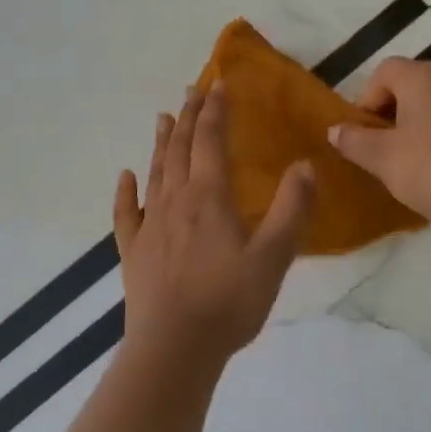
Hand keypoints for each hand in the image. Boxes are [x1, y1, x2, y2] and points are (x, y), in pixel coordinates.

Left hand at [113, 84, 315, 366]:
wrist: (174, 347)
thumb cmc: (229, 301)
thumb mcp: (273, 256)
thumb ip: (291, 209)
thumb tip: (305, 165)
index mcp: (209, 197)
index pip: (210, 140)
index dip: (214, 110)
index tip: (218, 83)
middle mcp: (175, 201)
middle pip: (179, 148)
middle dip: (187, 117)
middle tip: (191, 90)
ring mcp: (150, 226)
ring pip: (155, 173)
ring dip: (160, 143)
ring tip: (162, 117)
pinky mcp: (133, 251)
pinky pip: (126, 213)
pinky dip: (125, 191)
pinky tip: (125, 177)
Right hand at [328, 58, 430, 237]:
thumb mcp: (382, 157)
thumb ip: (354, 141)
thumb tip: (335, 130)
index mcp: (421, 77)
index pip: (384, 72)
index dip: (366, 100)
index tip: (362, 133)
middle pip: (407, 88)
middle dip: (387, 117)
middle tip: (377, 151)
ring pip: (428, 110)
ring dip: (410, 133)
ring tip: (401, 167)